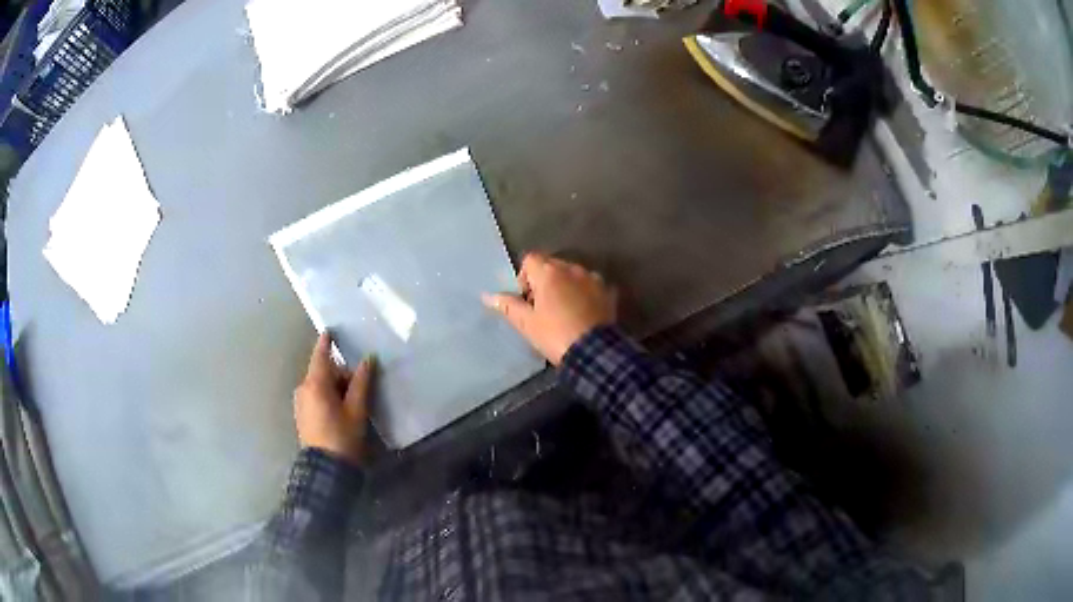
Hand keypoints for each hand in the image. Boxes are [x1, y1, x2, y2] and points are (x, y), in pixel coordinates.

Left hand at [293, 334, 373, 466]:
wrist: (326, 469)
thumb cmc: (342, 436)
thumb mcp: (356, 410)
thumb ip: (361, 382)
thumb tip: (368, 359)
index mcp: (315, 384)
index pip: (321, 355)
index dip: (326, 342)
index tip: (331, 330)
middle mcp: (303, 388)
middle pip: (323, 372)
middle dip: (341, 375)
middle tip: (361, 387)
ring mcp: (300, 402)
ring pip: (320, 385)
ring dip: (336, 387)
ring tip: (353, 403)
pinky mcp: (302, 414)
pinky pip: (316, 396)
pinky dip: (328, 396)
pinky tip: (341, 411)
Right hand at [483, 253, 616, 364]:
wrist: (594, 352)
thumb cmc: (555, 335)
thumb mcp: (526, 323)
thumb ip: (508, 306)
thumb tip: (488, 296)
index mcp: (549, 272)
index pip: (530, 260)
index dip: (524, 277)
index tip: (526, 299)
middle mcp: (572, 269)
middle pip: (552, 265)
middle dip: (544, 281)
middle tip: (542, 307)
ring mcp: (593, 279)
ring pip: (573, 275)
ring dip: (565, 286)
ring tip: (564, 311)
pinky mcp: (608, 292)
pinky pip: (591, 286)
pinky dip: (584, 294)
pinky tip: (583, 313)